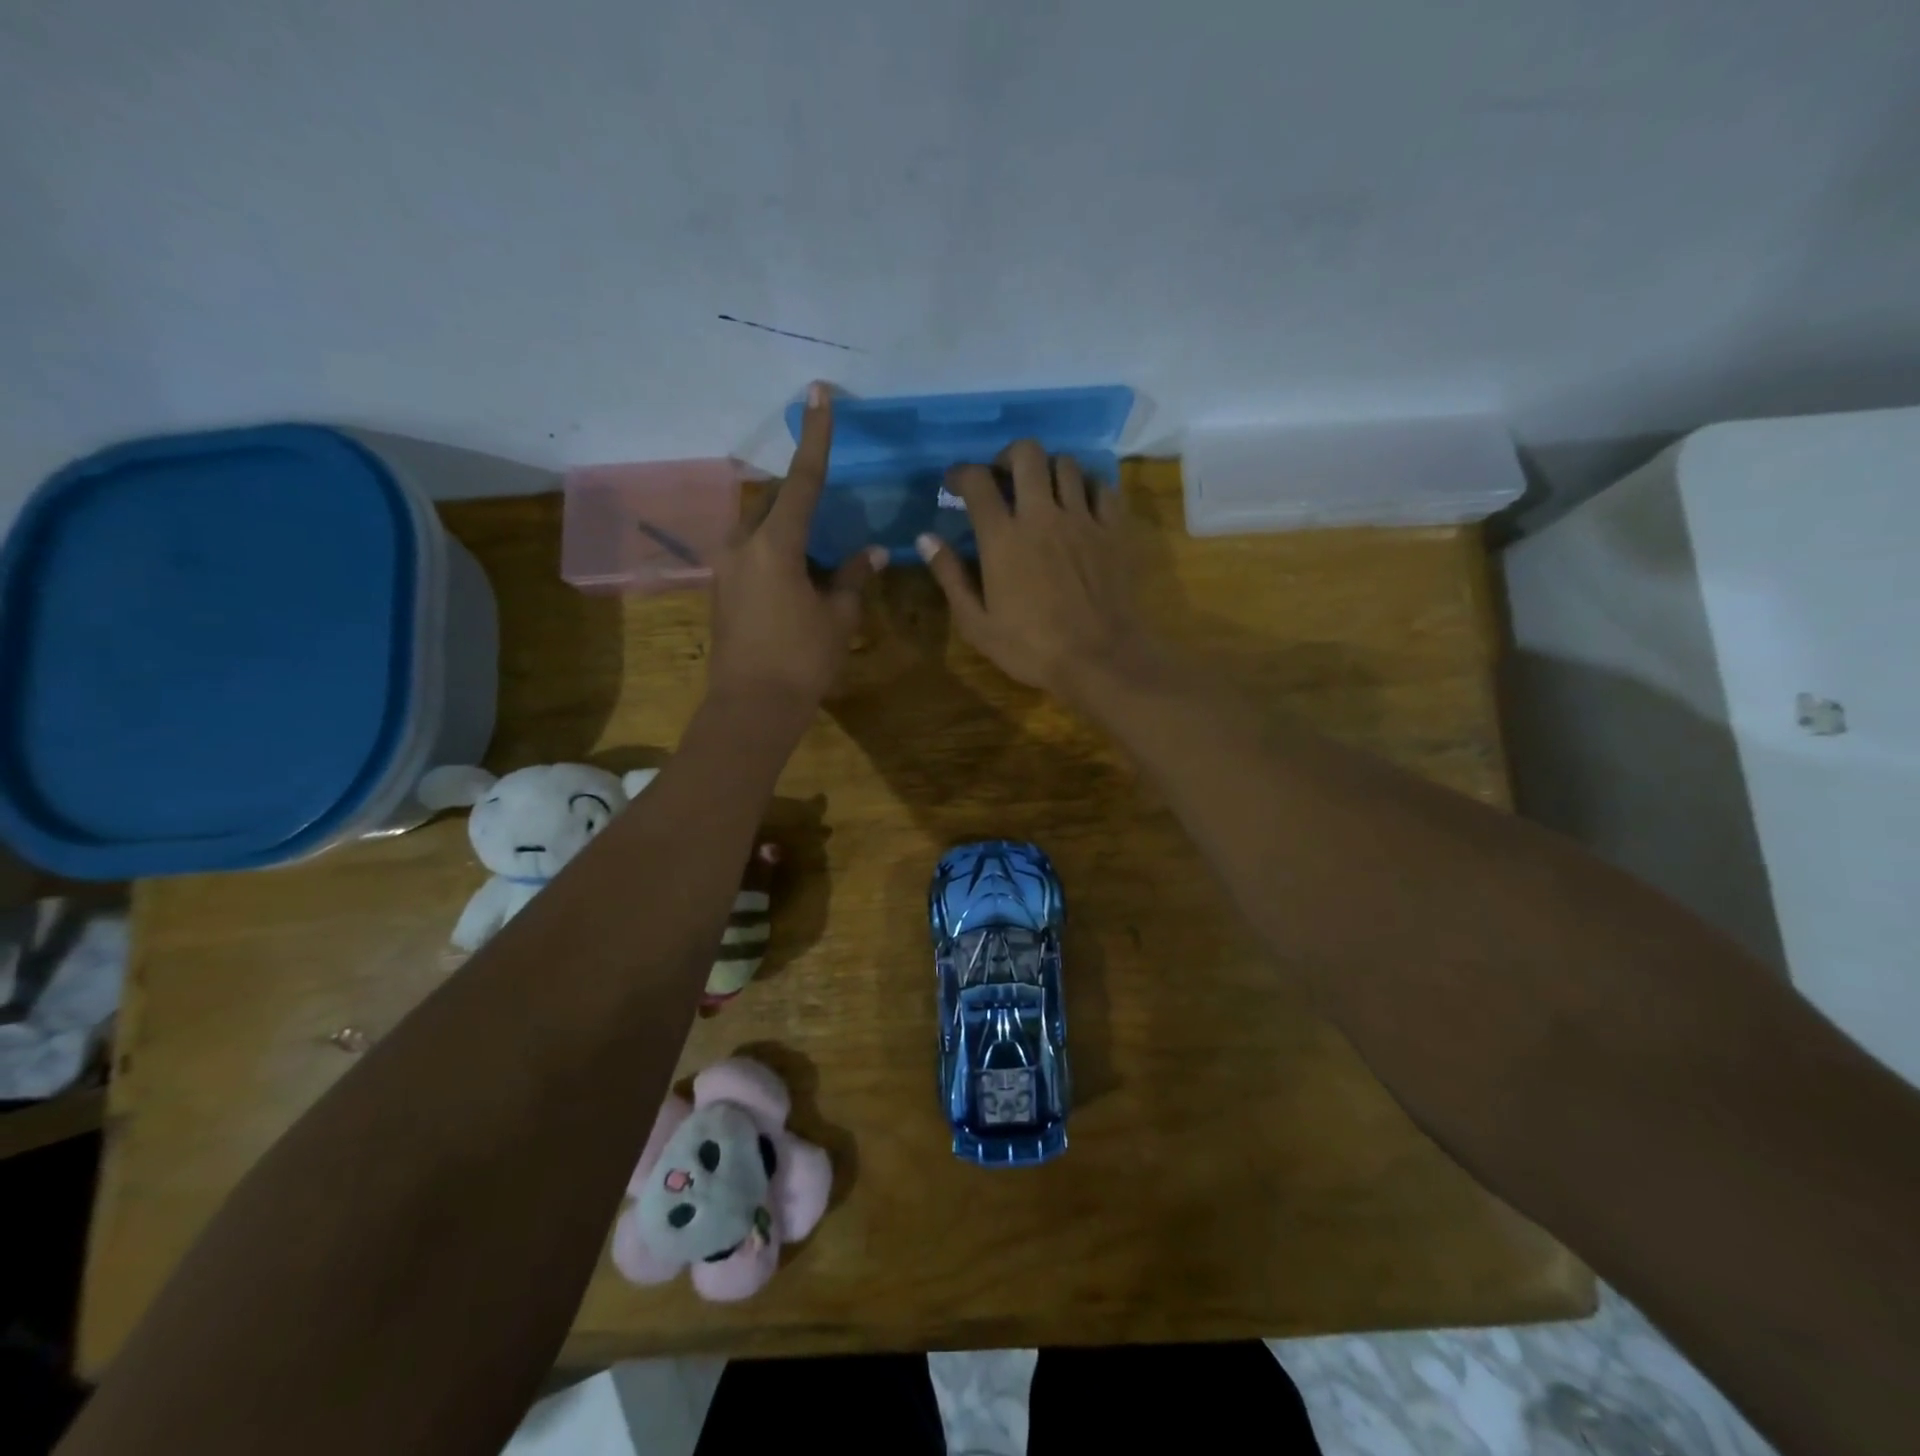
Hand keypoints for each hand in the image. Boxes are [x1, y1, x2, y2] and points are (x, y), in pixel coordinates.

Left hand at [708, 384, 884, 707]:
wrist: (751, 706)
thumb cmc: (801, 659)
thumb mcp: (838, 617)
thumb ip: (854, 577)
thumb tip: (871, 552)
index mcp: (775, 544)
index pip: (803, 480)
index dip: (816, 436)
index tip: (818, 393)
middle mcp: (743, 545)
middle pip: (774, 501)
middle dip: (801, 492)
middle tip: (829, 499)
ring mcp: (727, 567)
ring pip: (759, 526)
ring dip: (787, 525)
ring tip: (818, 544)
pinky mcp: (722, 589)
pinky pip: (752, 552)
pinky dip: (776, 549)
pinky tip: (799, 573)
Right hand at [917, 440, 1152, 702]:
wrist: (1099, 659)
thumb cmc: (1031, 648)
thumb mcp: (977, 624)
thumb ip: (950, 577)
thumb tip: (925, 539)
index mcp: (1003, 538)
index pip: (977, 481)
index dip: (960, 473)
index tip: (954, 484)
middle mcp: (1042, 515)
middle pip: (1026, 454)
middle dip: (1008, 456)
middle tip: (1002, 478)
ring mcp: (1082, 519)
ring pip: (1066, 464)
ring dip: (1048, 469)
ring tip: (1042, 491)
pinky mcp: (1114, 530)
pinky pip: (1102, 487)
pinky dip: (1087, 487)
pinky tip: (1080, 505)